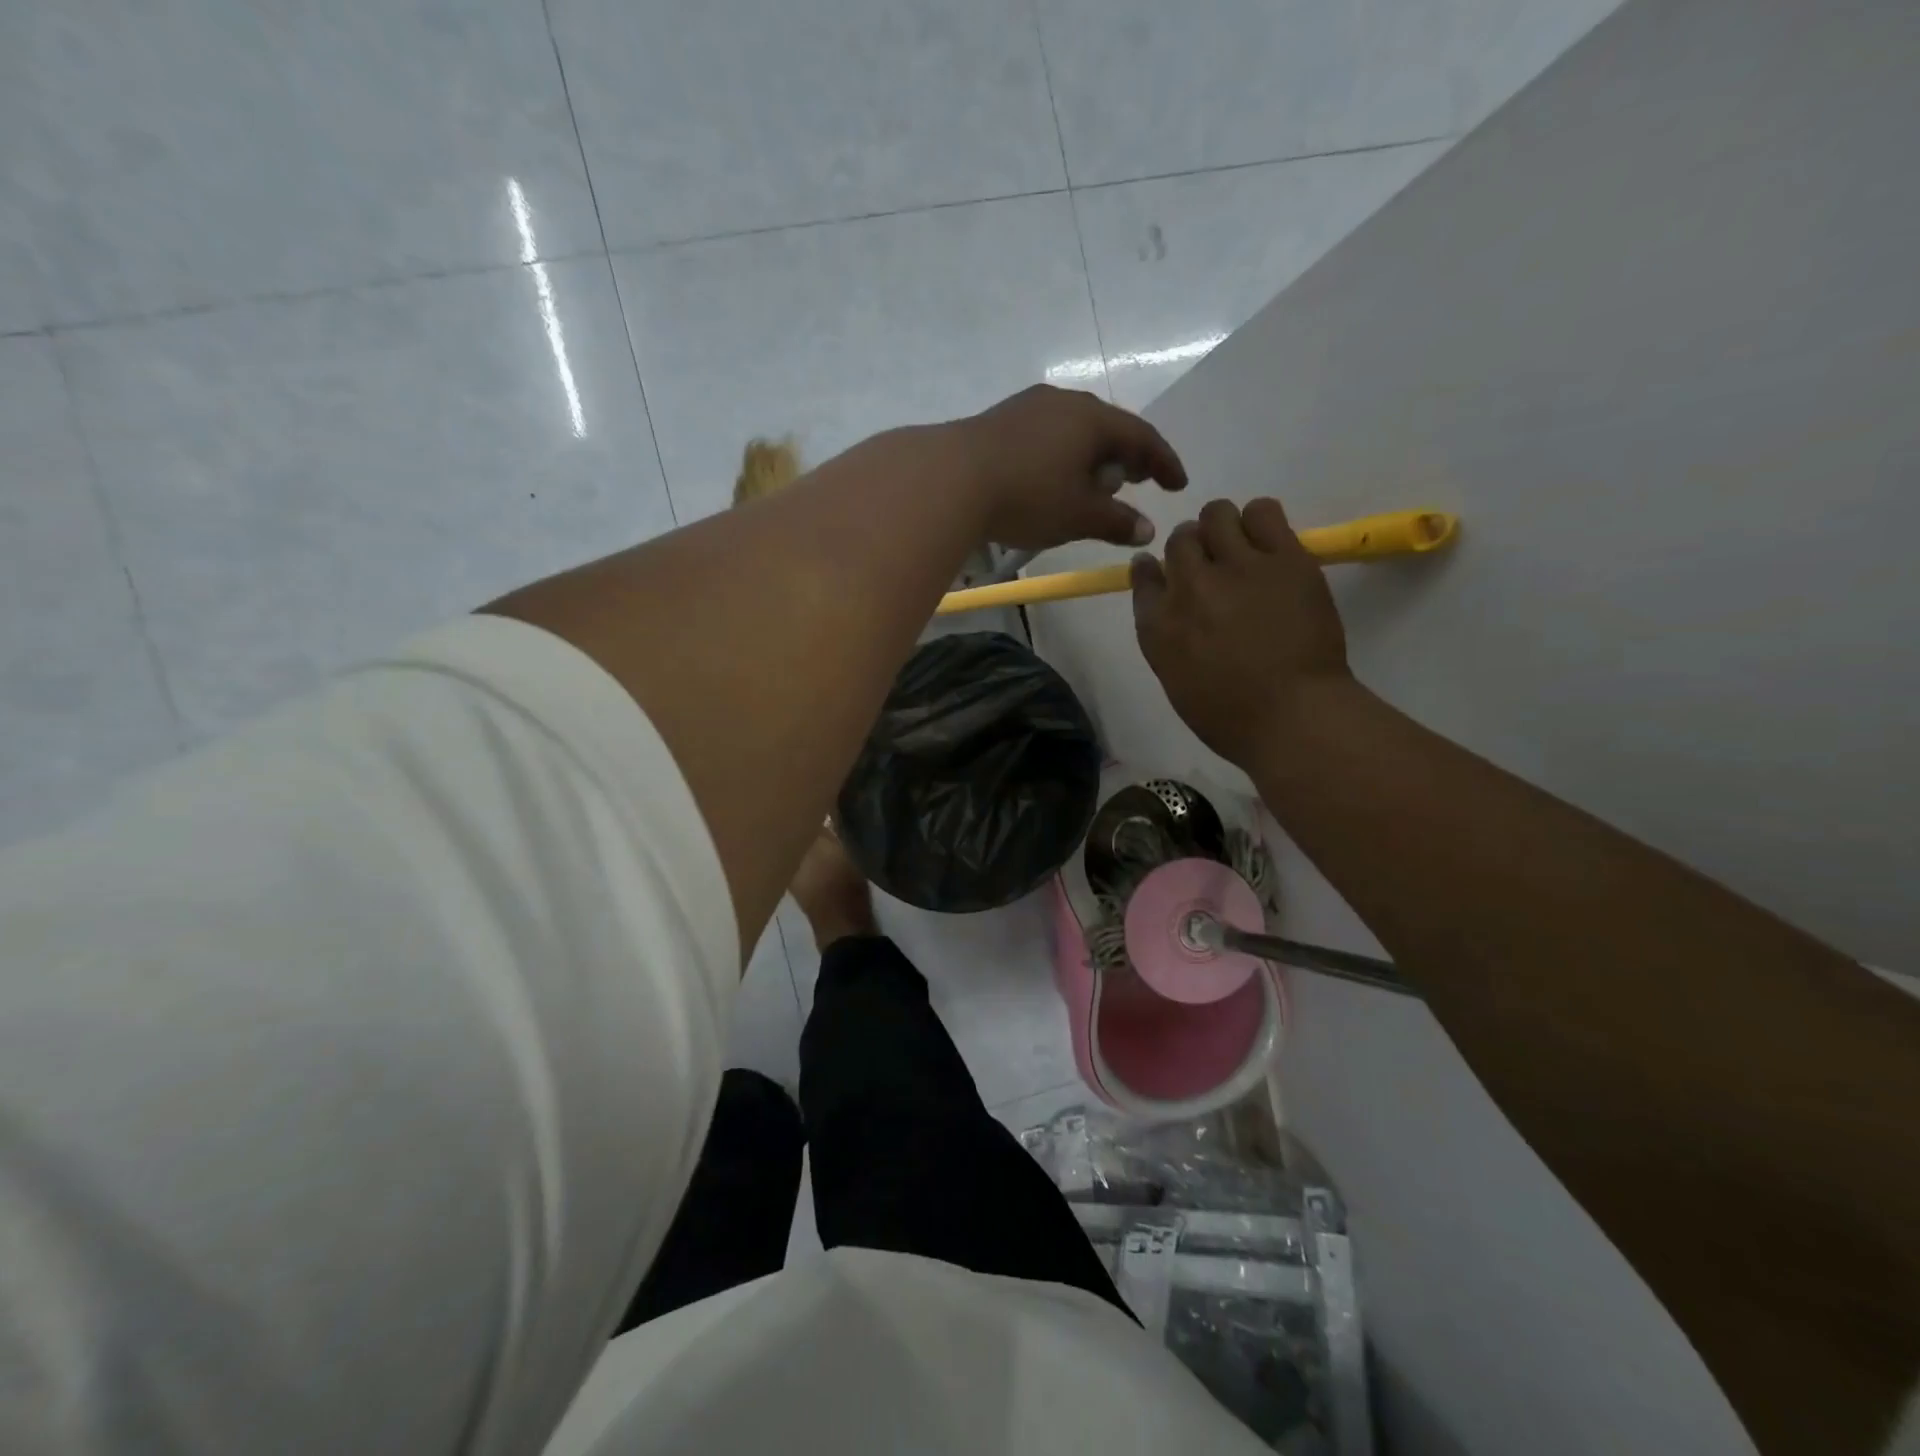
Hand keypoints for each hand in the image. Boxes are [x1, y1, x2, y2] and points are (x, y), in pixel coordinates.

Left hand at [951, 385, 1186, 550]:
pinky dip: (1063, 455)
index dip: (1164, 462)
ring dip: (1093, 456)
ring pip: (1074, 430)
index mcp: (1093, 419)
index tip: (1177, 484)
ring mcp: (1029, 406)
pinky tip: (1053, 478)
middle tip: (1138, 481)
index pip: (1142, 436)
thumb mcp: (1078, 515)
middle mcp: (1064, 402)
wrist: (950, 479)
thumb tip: (1147, 529)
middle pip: (1108, 427)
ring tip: (1094, 484)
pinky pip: (1047, 435)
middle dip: (1127, 456)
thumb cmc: (1027, 496)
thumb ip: (1117, 521)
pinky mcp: (1000, 420)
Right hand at [1131, 498, 1352, 768]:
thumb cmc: (1231, 716)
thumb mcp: (1176, 680)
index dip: (1154, 569)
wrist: (1294, 716)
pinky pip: (1263, 511)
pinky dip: (1260, 520)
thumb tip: (1168, 604)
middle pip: (1180, 540)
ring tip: (1242, 549)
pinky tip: (1269, 544)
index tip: (1166, 573)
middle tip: (1216, 568)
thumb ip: (1165, 637)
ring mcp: (1236, 567)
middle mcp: (1189, 587)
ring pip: (1217, 514)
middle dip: (1193, 549)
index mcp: (1158, 624)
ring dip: (1224, 528)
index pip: (1143, 574)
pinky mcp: (1282, 558)